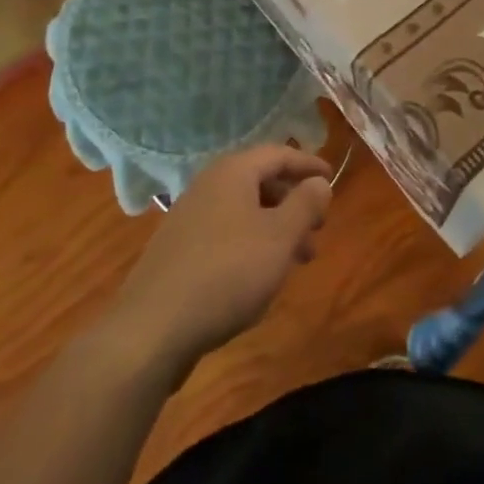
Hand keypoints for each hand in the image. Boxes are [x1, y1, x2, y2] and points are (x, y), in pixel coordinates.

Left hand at [111, 146, 331, 374]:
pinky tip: (260, 278)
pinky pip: (226, 235)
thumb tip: (318, 182)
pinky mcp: (178, 252)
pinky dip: (252, 245)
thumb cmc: (227, 273)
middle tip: (318, 228)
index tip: (332, 178)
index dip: (308, 165)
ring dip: (276, 229)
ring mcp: (189, 219)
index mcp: (232, 172)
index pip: (279, 154)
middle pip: (261, 182)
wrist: (151, 330)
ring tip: (298, 260)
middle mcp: (208, 186)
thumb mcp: (280, 237)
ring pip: (244, 212)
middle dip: (294, 202)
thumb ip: (305, 204)